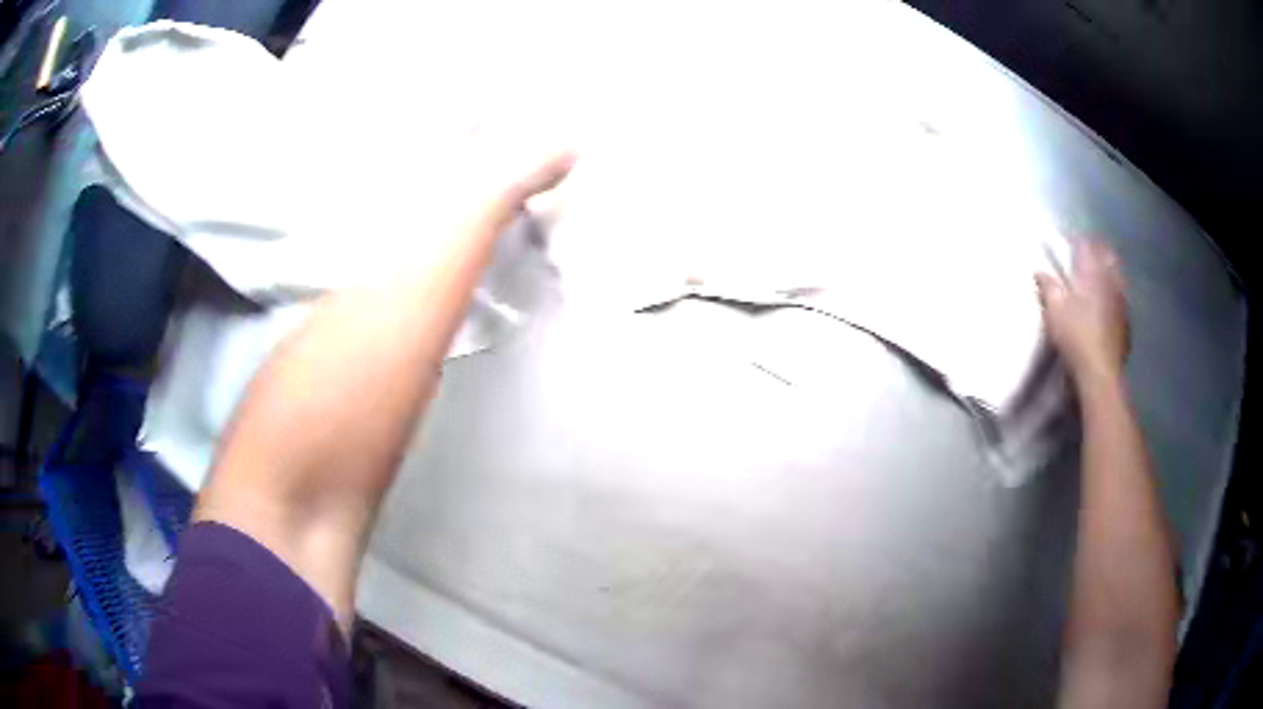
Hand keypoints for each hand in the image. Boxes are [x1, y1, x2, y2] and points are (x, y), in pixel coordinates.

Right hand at [1036, 240, 1128, 386]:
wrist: (1100, 373)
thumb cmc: (1076, 336)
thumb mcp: (1055, 310)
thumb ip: (1048, 287)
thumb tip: (1039, 271)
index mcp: (1094, 274)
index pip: (1087, 245)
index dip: (1077, 240)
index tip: (1068, 239)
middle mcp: (1111, 283)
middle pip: (1108, 258)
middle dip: (1099, 252)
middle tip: (1089, 253)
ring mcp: (1122, 305)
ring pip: (1118, 279)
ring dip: (1109, 274)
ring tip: (1100, 278)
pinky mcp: (1126, 325)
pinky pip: (1122, 302)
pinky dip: (1115, 298)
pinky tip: (1109, 307)